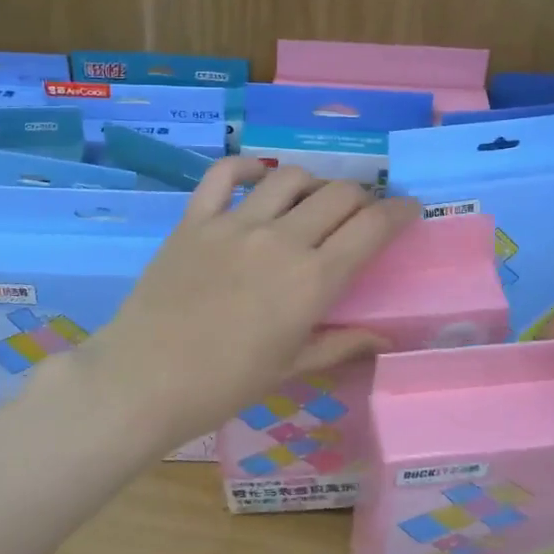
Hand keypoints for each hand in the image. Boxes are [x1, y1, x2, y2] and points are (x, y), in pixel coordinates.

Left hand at [70, 159, 420, 448]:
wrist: (144, 380)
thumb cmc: (223, 386)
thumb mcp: (290, 368)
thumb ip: (339, 343)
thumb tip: (383, 336)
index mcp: (312, 280)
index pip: (372, 228)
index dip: (399, 212)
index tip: (409, 210)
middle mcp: (280, 240)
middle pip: (338, 194)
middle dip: (361, 198)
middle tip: (360, 213)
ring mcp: (234, 224)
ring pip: (289, 176)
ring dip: (311, 183)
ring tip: (311, 201)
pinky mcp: (194, 219)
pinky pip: (223, 174)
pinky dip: (246, 168)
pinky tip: (257, 178)